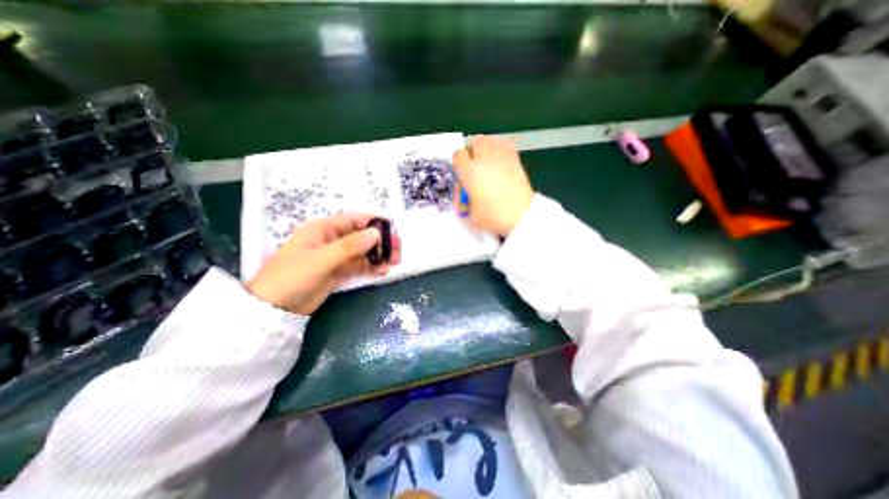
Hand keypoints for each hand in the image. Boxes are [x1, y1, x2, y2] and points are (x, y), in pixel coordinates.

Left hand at [244, 212, 400, 313]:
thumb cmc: (292, 277)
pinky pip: (358, 267)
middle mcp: (331, 241)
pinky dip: (371, 268)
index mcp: (323, 230)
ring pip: (362, 253)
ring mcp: (335, 258)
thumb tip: (376, 233)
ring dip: (379, 255)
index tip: (392, 228)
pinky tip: (383, 271)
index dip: (373, 222)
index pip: (353, 220)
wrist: (272, 310)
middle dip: (380, 241)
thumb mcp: (321, 259)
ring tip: (396, 260)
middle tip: (398, 248)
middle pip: (361, 237)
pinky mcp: (337, 274)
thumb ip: (349, 247)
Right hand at [452, 135, 532, 234]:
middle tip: (474, 161)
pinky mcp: (516, 161)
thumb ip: (463, 200)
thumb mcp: (470, 215)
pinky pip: (507, 145)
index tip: (461, 170)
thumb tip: (463, 192)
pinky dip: (502, 147)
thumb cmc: (492, 217)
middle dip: (473, 149)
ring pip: (491, 139)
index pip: (458, 155)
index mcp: (470, 172)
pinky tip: (501, 158)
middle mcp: (484, 160)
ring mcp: (501, 159)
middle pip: (476, 141)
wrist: (520, 217)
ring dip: (487, 146)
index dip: (458, 162)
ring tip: (487, 157)